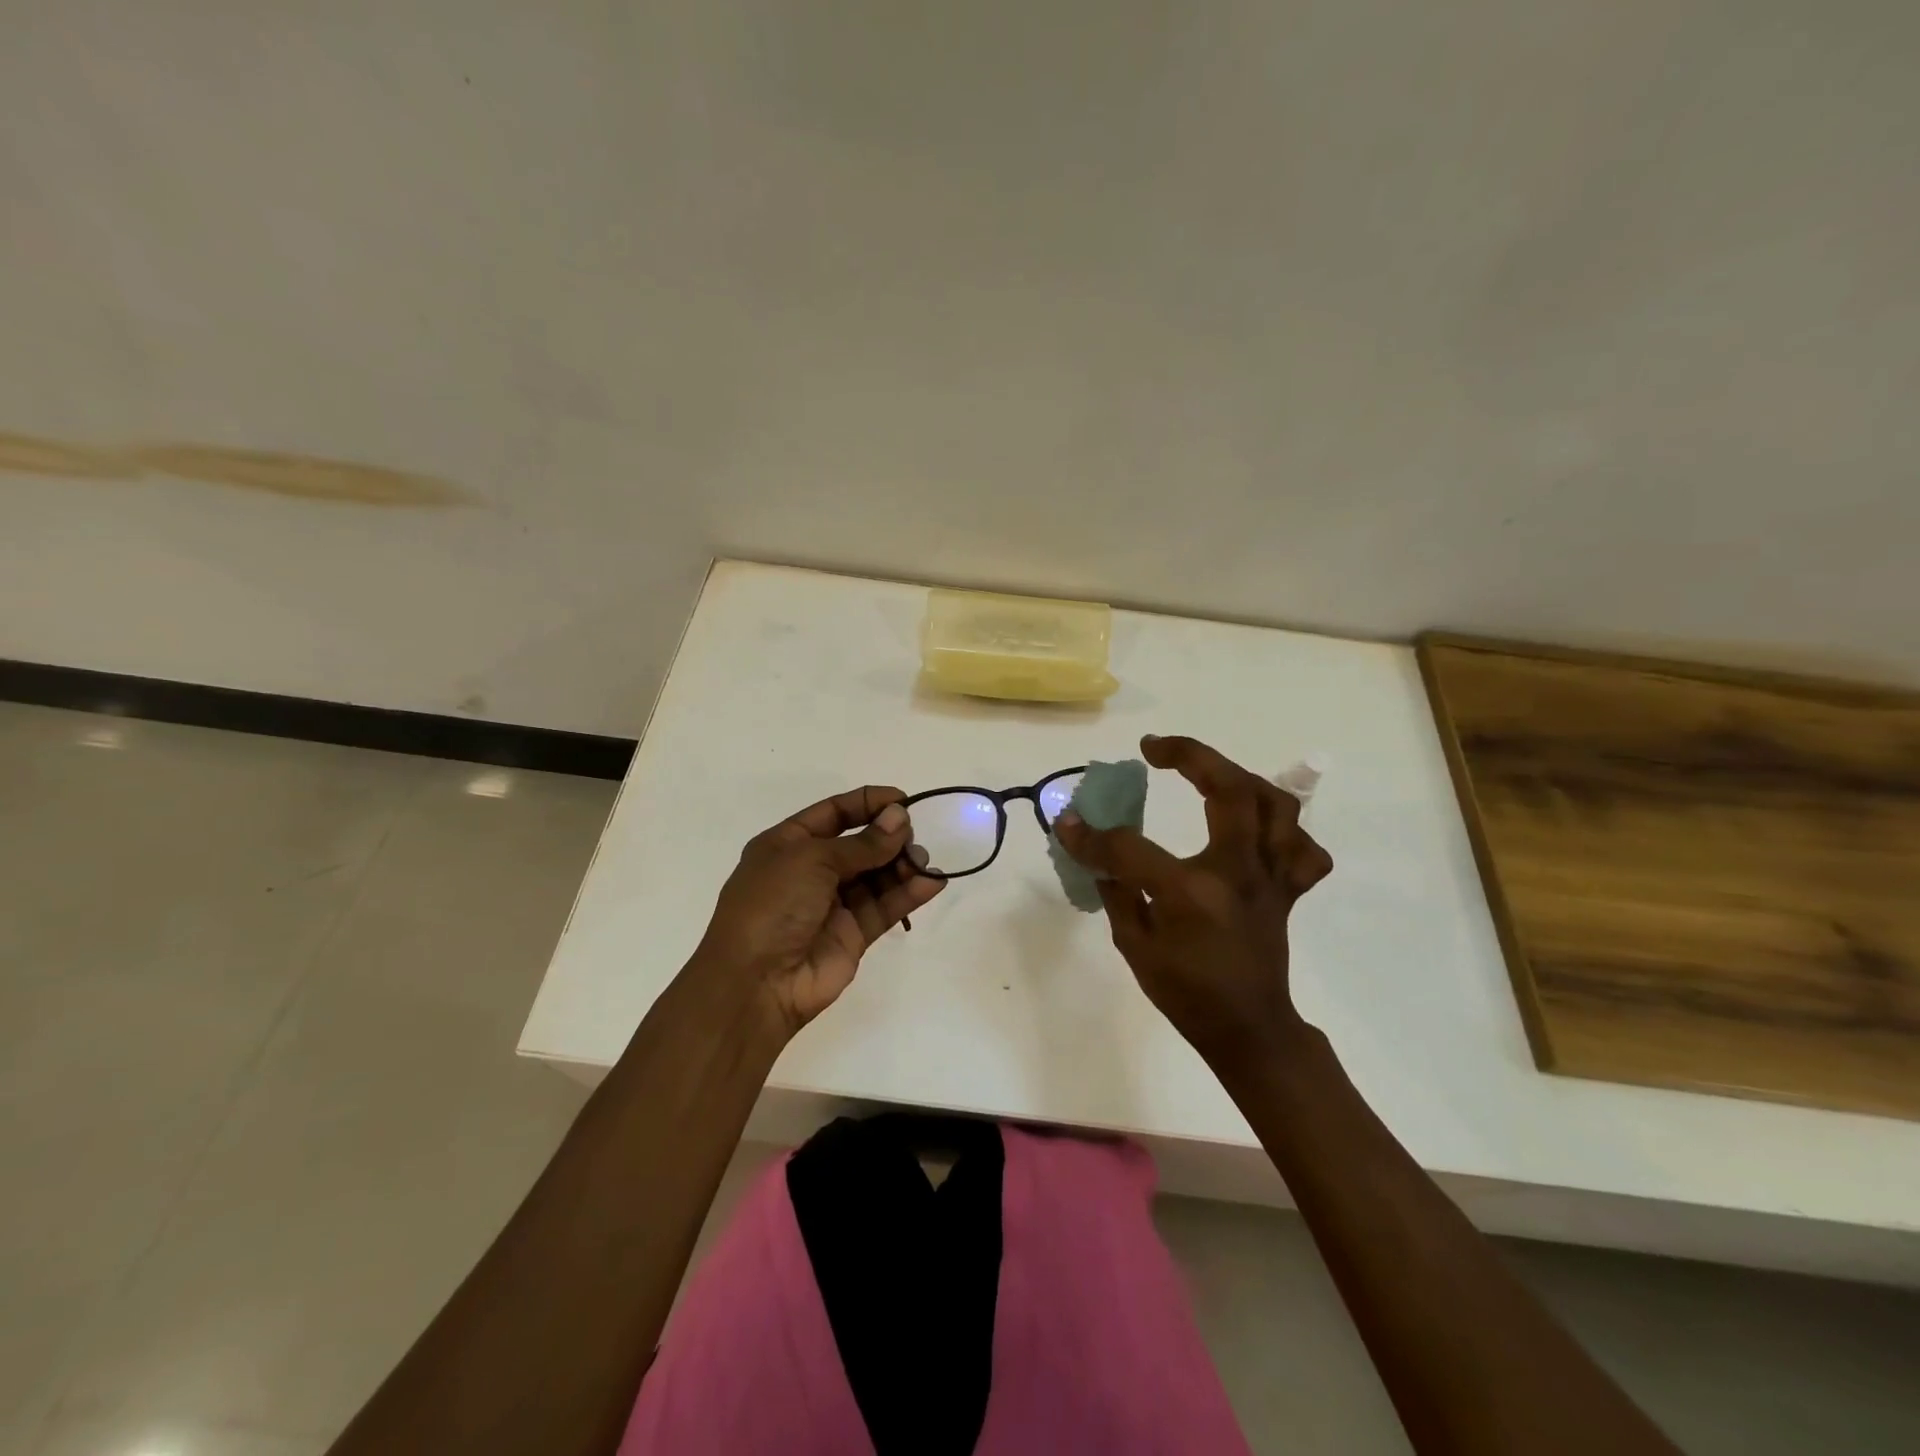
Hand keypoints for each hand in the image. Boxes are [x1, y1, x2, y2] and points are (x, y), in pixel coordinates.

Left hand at [693, 787, 943, 1038]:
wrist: (756, 983)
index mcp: (788, 844)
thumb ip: (862, 842)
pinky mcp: (854, 934)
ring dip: (902, 863)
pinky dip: (909, 893)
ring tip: (922, 859)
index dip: (868, 802)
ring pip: (877, 875)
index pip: (834, 812)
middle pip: (860, 843)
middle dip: (888, 835)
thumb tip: (900, 818)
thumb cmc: (773, 905)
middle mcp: (811, 871)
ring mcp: (833, 904)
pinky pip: (885, 906)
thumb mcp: (812, 859)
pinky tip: (932, 881)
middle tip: (913, 835)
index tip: (903, 800)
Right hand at [1054, 735, 1332, 1066]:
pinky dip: (1284, 830)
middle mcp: (1239, 873)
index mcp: (1192, 892)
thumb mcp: (1134, 945)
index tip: (1069, 822)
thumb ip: (1115, 890)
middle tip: (1156, 748)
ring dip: (1239, 778)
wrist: (1248, 1030)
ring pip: (1277, 805)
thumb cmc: (1185, 993)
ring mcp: (1271, 878)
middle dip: (1191, 755)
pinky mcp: (1288, 889)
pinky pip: (1302, 848)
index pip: (1131, 847)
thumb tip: (1094, 847)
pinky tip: (1254, 829)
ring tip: (1207, 774)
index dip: (1092, 835)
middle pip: (1230, 789)